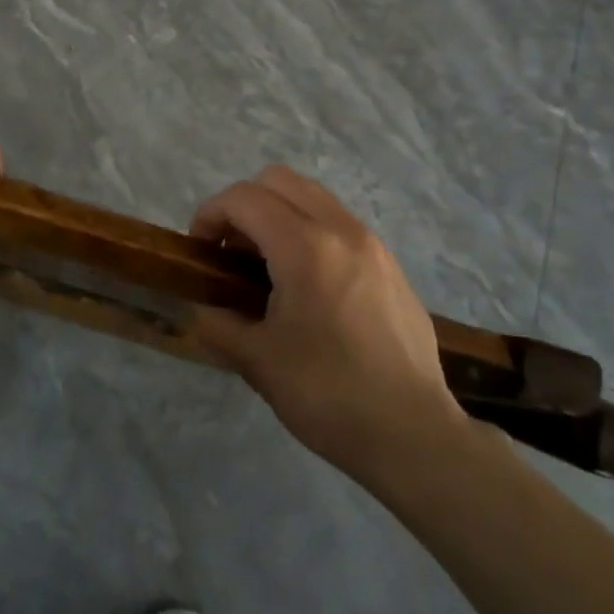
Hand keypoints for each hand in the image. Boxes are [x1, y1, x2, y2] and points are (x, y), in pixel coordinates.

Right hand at [191, 166, 466, 470]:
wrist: (413, 434)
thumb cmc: (328, 395)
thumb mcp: (256, 361)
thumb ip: (217, 321)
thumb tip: (203, 306)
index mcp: (306, 247)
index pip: (244, 198)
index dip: (210, 215)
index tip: (200, 252)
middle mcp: (342, 230)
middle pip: (279, 179)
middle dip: (243, 205)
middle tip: (231, 252)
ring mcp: (373, 244)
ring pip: (313, 196)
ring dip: (278, 214)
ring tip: (267, 266)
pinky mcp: (391, 264)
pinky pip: (339, 223)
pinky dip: (309, 231)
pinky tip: (307, 285)